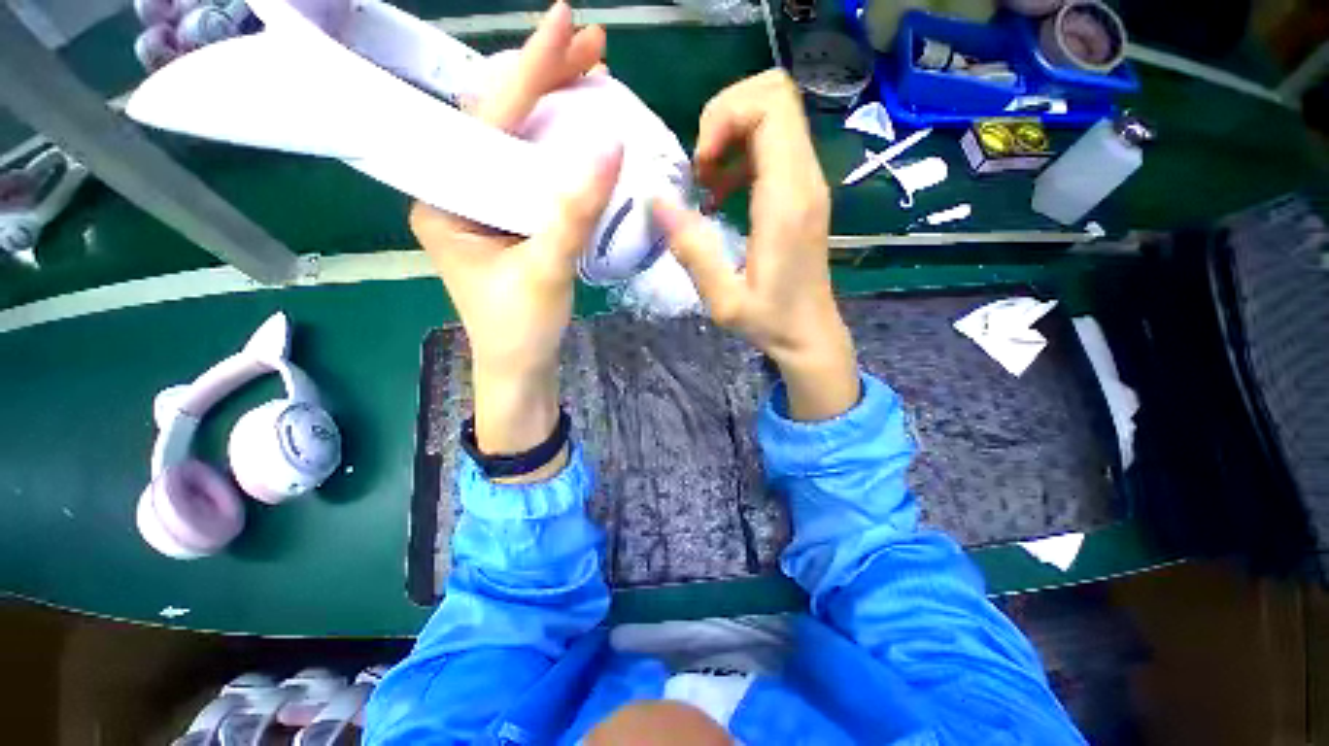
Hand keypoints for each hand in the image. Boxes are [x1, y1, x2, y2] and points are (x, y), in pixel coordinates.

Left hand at [411, 2, 621, 467]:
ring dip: (558, 110)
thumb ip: (573, 213)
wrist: (522, 369)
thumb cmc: (521, 331)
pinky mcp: (511, 223)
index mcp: (442, 199)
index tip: (565, 22)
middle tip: (593, 46)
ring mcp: (485, 207)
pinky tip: (585, 135)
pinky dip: (562, 150)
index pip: (486, 121)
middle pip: (500, 122)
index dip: (527, 71)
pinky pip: (534, 174)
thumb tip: (610, 146)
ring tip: (594, 77)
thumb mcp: (546, 272)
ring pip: (519, 145)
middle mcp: (456, 192)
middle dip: (546, 80)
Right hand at [652, 71, 857, 420]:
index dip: (725, 116)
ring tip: (707, 184)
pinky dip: (741, 154)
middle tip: (701, 168)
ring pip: (775, 115)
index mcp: (787, 200)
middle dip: (725, 116)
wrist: (811, 335)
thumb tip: (656, 201)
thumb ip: (692, 250)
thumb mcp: (724, 299)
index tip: (699, 166)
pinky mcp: (803, 193)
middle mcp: (805, 179)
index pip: (771, 106)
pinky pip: (774, 145)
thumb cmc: (771, 321)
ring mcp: (808, 183)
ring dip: (731, 135)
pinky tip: (722, 194)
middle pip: (775, 94)